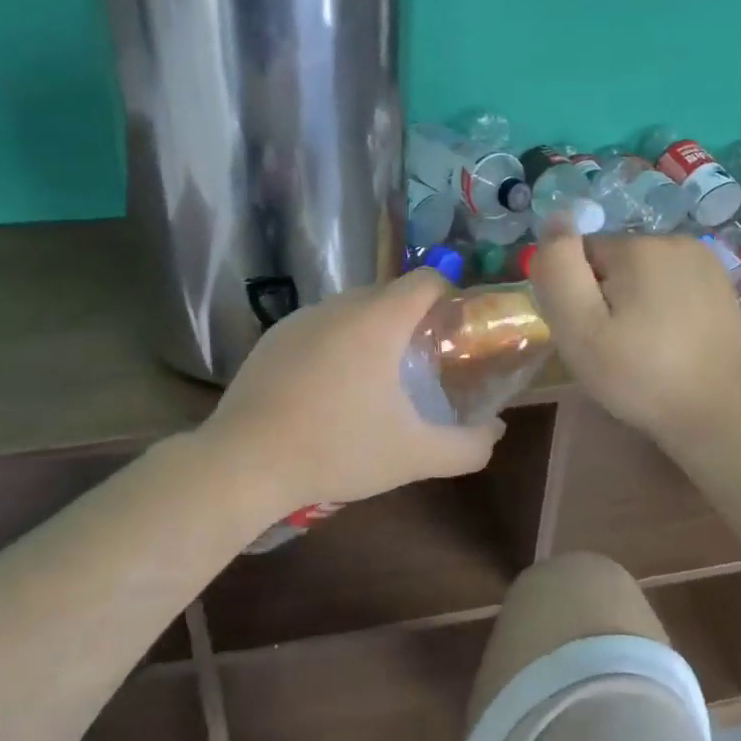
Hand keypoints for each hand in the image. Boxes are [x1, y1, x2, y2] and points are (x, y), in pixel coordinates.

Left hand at [200, 269, 504, 515]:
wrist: (244, 462)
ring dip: (372, 334)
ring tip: (373, 383)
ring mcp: (300, 318)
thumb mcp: (414, 455)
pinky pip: (319, 328)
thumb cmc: (338, 449)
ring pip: (352, 310)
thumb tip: (496, 431)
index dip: (449, 299)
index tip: (454, 337)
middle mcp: (339, 305)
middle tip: (420, 368)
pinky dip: (335, 346)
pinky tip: (327, 392)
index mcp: (378, 319)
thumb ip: (468, 445)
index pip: (427, 279)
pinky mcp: (272, 337)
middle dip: (412, 322)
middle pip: (390, 294)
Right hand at [530, 233, 740, 451]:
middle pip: (613, 263)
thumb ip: (559, 270)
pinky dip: (664, 308)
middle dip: (606, 297)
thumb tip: (555, 218)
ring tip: (644, 348)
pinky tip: (671, 342)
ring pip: (643, 274)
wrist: (718, 414)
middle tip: (613, 346)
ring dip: (635, 302)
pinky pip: (672, 285)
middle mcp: (674, 240)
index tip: (589, 334)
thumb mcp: (580, 328)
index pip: (581, 256)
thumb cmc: (639, 375)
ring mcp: (705, 261)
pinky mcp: (721, 285)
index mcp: (638, 247)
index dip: (576, 296)